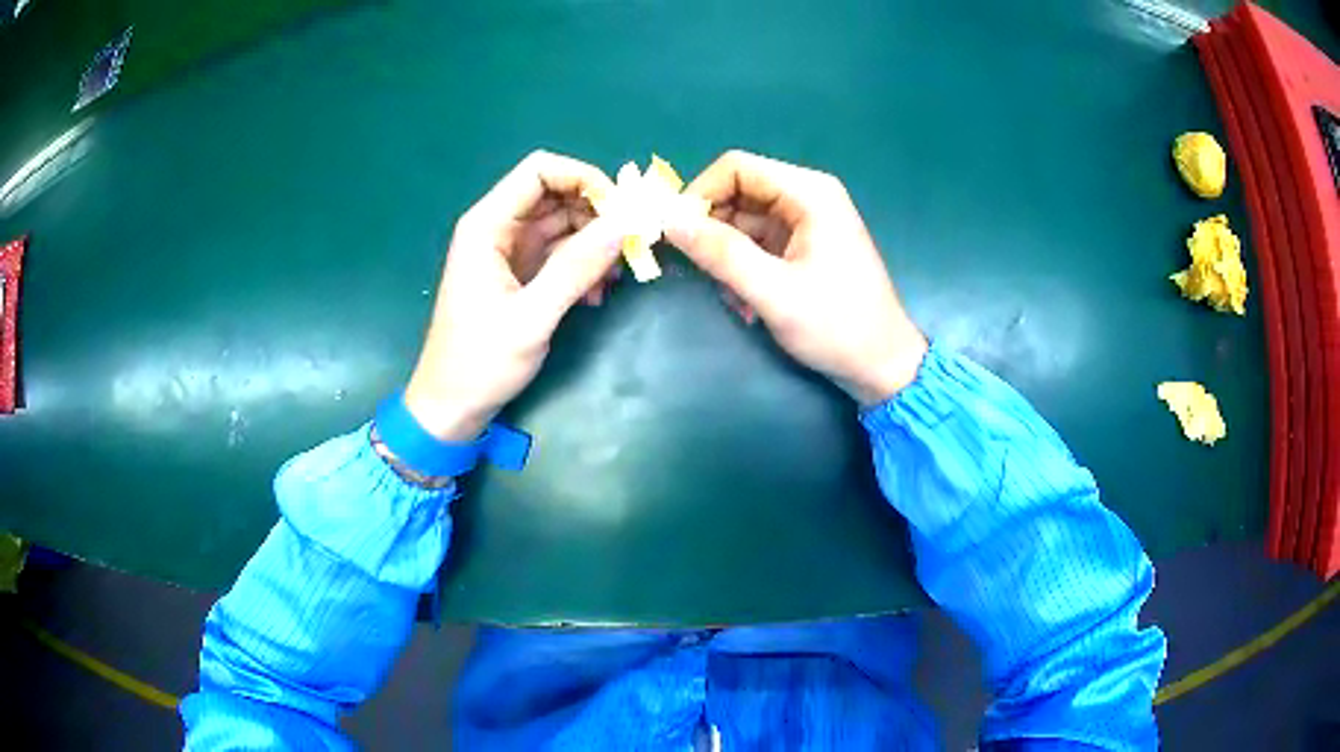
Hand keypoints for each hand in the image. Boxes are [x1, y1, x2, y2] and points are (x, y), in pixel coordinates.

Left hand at [404, 151, 621, 440]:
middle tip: (629, 246)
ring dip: (594, 244)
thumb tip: (625, 224)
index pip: (540, 170)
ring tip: (615, 278)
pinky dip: (583, 267)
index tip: (620, 210)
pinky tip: (595, 296)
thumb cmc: (480, 362)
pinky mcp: (520, 276)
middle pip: (557, 194)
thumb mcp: (532, 316)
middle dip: (596, 214)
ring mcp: (510, 252)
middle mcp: (499, 229)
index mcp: (488, 225)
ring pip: (564, 225)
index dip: (584, 178)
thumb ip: (577, 267)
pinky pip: (560, 254)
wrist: (451, 408)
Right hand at [665, 150, 926, 405]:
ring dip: (725, 255)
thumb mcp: (774, 292)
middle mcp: (807, 196)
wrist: (881, 366)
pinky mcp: (802, 245)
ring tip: (732, 297)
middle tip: (698, 272)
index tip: (674, 234)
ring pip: (742, 220)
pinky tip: (746, 302)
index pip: (736, 167)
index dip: (699, 194)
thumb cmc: (837, 327)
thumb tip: (667, 219)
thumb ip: (720, 253)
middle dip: (711, 230)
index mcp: (809, 193)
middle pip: (737, 192)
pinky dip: (741, 267)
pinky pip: (755, 242)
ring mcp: (805, 221)